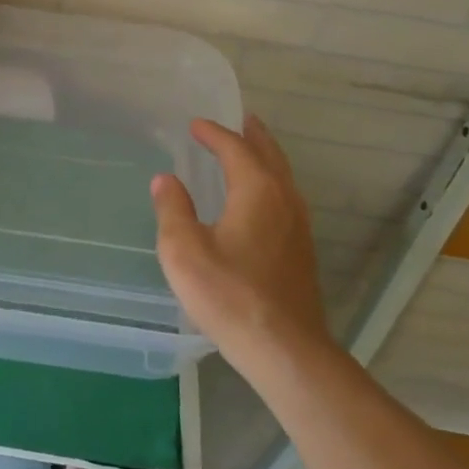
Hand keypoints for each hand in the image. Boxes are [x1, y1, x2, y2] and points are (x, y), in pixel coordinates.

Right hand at [151, 115, 326, 377]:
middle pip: (269, 154)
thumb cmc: (230, 296)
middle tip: (239, 119)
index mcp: (256, 191)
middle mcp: (283, 199)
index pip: (235, 148)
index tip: (195, 125)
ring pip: (282, 176)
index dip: (213, 134)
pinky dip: (271, 180)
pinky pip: (285, 196)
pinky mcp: (302, 249)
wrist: (285, 350)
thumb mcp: (185, 252)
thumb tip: (166, 179)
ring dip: (264, 157)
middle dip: (252, 135)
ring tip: (249, 150)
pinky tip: (259, 198)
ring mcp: (298, 225)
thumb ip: (173, 210)